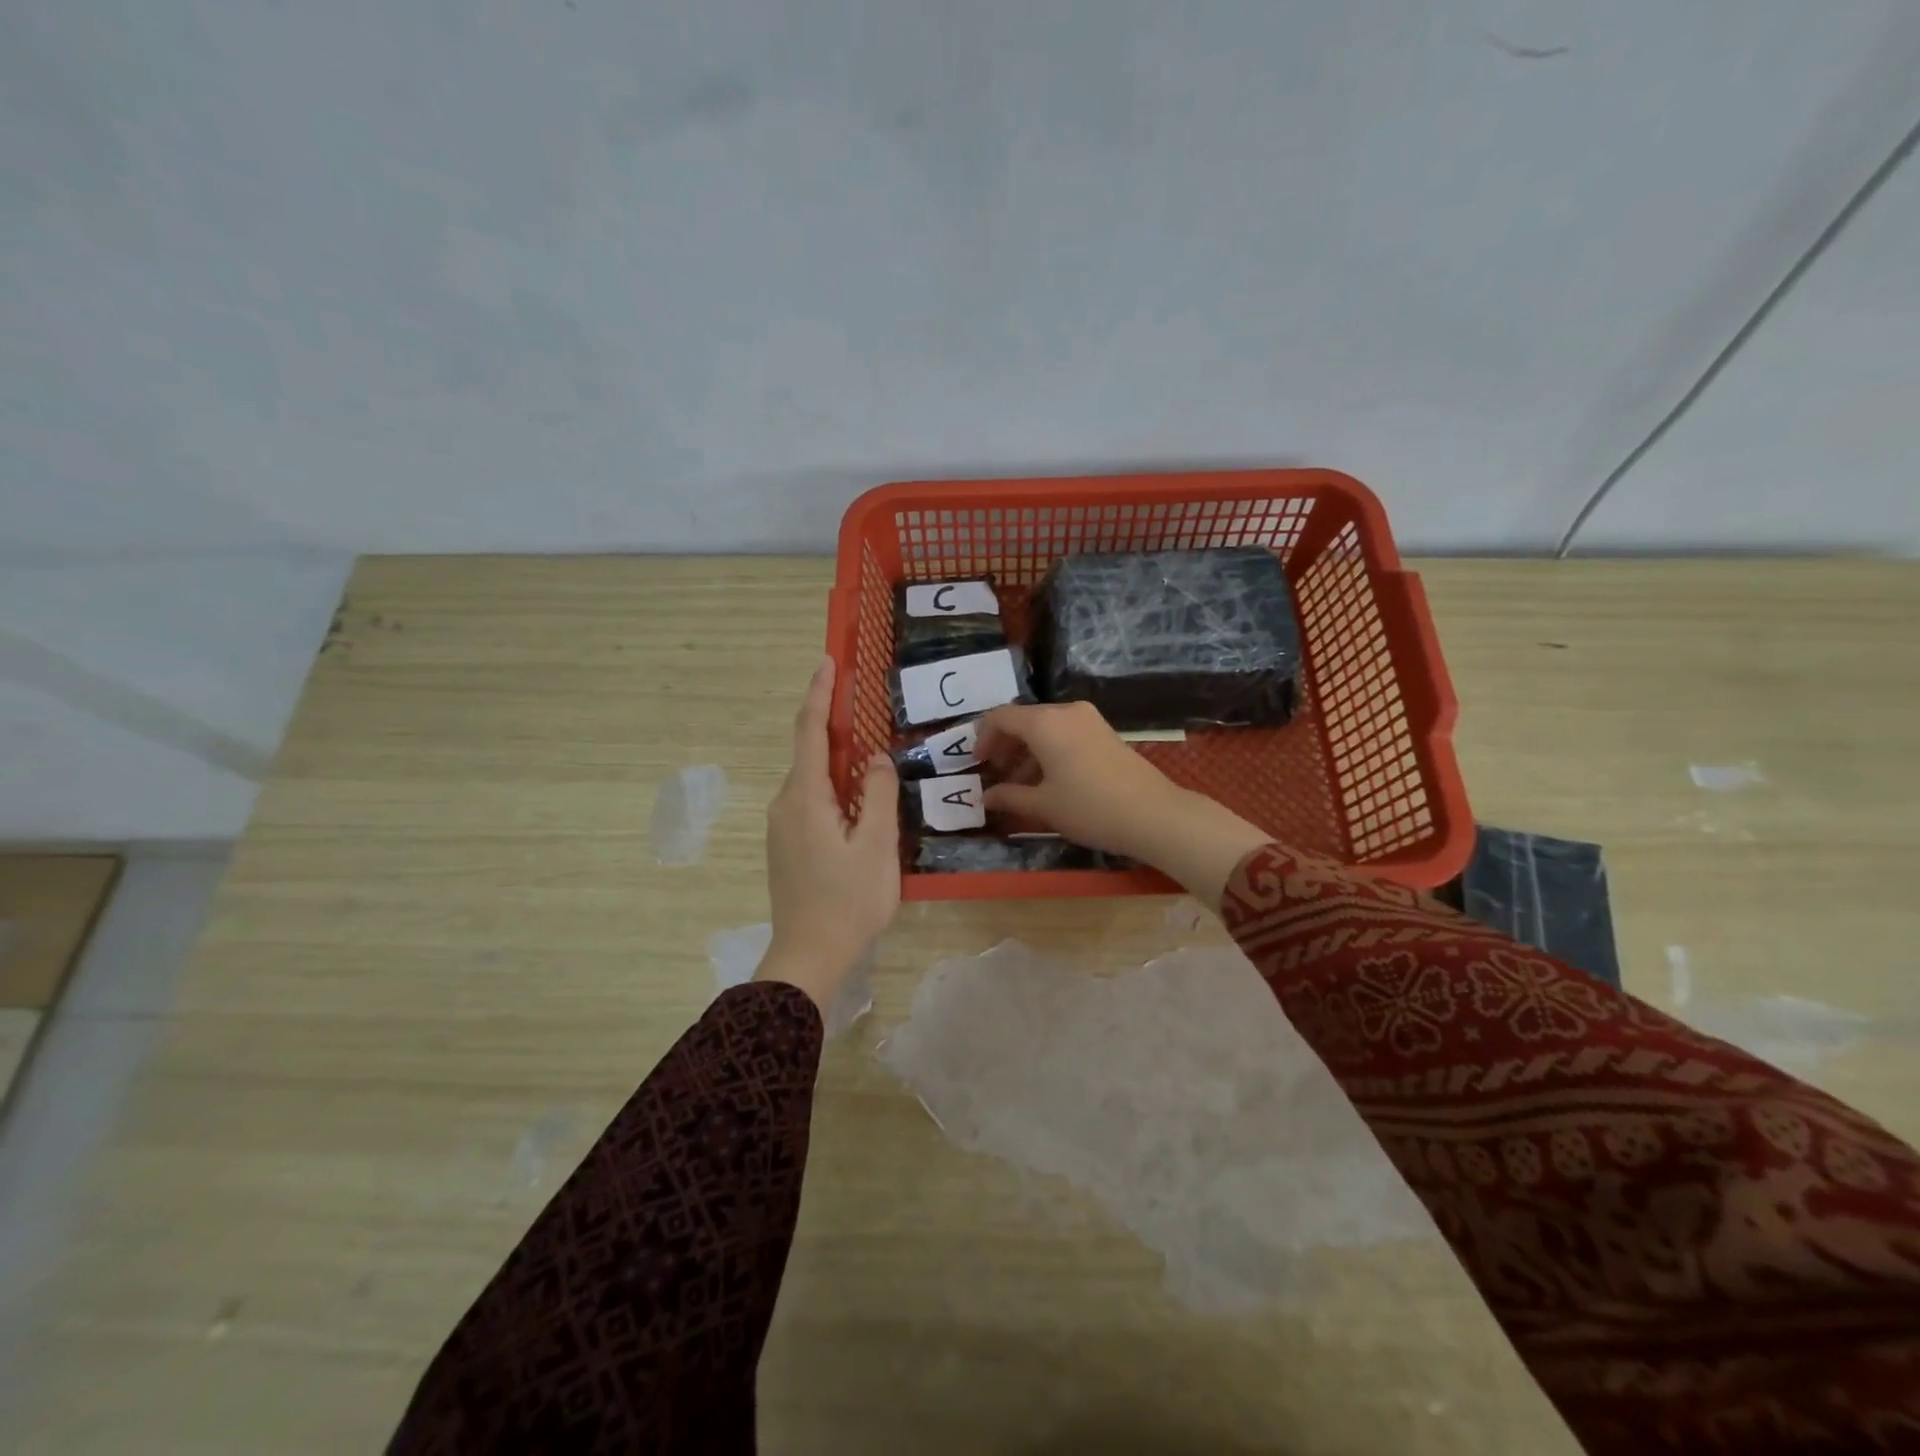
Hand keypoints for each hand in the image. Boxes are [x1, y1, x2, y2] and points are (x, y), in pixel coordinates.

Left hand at [758, 657, 899, 1013]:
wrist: (809, 956)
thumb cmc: (848, 900)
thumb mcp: (876, 845)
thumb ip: (877, 794)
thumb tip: (875, 758)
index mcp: (805, 797)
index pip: (810, 732)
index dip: (818, 694)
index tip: (828, 662)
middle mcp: (785, 804)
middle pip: (810, 754)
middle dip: (834, 727)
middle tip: (865, 708)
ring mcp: (782, 827)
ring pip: (812, 781)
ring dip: (837, 763)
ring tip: (870, 758)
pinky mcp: (787, 846)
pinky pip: (810, 802)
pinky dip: (833, 789)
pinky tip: (857, 802)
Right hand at [976, 701, 1269, 907]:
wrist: (1153, 814)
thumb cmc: (1089, 808)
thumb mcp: (1043, 806)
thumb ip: (1009, 796)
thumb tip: (986, 796)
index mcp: (1045, 722)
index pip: (1001, 716)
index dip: (983, 738)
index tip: (976, 763)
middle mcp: (1066, 711)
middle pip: (1024, 720)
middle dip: (1005, 746)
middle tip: (995, 775)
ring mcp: (1089, 720)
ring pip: (1045, 728)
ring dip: (1026, 752)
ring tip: (1018, 786)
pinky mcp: (1104, 733)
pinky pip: (1065, 734)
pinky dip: (1048, 752)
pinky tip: (1047, 782)